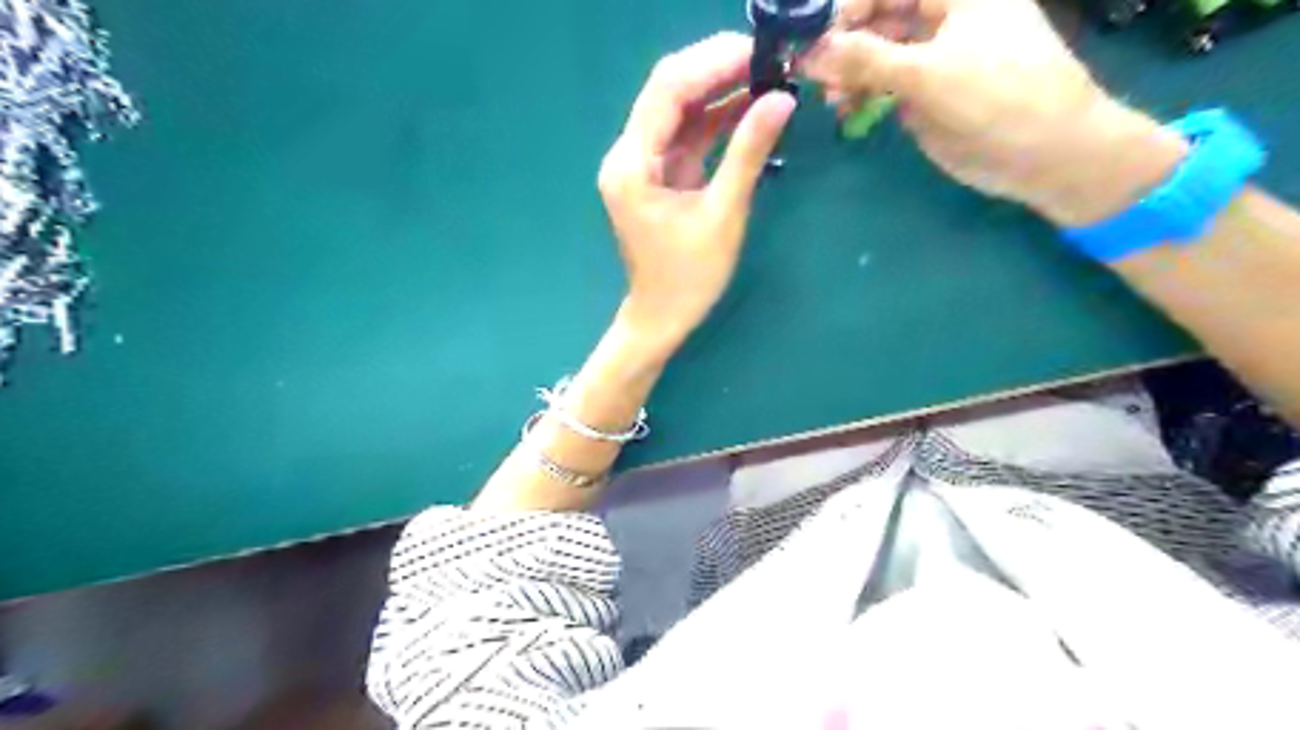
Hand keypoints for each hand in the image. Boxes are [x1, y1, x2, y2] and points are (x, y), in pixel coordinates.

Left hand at [597, 31, 791, 349]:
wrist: (662, 317)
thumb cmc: (689, 277)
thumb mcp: (722, 215)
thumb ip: (748, 154)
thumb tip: (782, 99)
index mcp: (632, 165)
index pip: (667, 91)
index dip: (712, 64)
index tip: (758, 52)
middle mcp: (627, 155)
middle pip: (668, 91)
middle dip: (716, 69)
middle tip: (767, 59)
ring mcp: (640, 164)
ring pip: (678, 110)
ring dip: (718, 91)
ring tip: (766, 76)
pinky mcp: (656, 174)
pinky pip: (685, 135)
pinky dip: (715, 120)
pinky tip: (748, 107)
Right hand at [805, 0, 1186, 224]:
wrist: (1044, 154)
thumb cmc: (997, 97)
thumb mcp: (927, 72)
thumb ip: (866, 59)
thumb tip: (809, 51)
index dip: (847, 9)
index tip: (811, 40)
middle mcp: (941, 17)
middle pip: (878, 18)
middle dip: (844, 44)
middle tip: (814, 76)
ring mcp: (932, 56)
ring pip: (876, 53)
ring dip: (848, 73)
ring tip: (831, 100)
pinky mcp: (924, 93)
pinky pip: (883, 84)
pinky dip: (861, 95)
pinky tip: (846, 110)